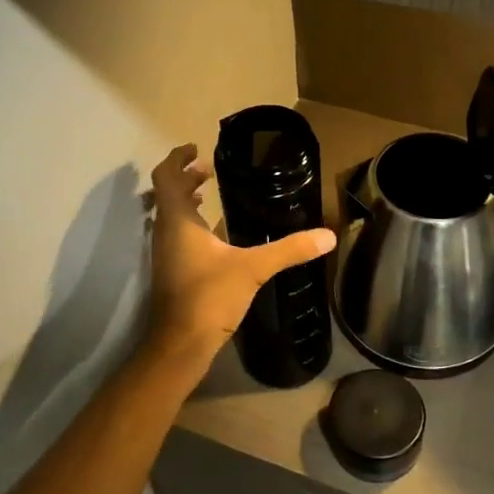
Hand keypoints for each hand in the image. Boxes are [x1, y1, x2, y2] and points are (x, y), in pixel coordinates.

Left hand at [145, 144, 336, 376]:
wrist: (181, 345)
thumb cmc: (209, 297)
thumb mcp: (253, 268)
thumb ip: (289, 249)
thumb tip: (328, 236)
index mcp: (178, 221)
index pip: (166, 177)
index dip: (178, 159)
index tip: (196, 148)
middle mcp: (166, 232)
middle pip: (167, 193)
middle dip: (185, 177)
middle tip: (208, 169)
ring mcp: (166, 253)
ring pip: (170, 215)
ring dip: (185, 200)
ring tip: (209, 194)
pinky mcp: (173, 271)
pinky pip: (178, 234)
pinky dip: (191, 223)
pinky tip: (216, 233)